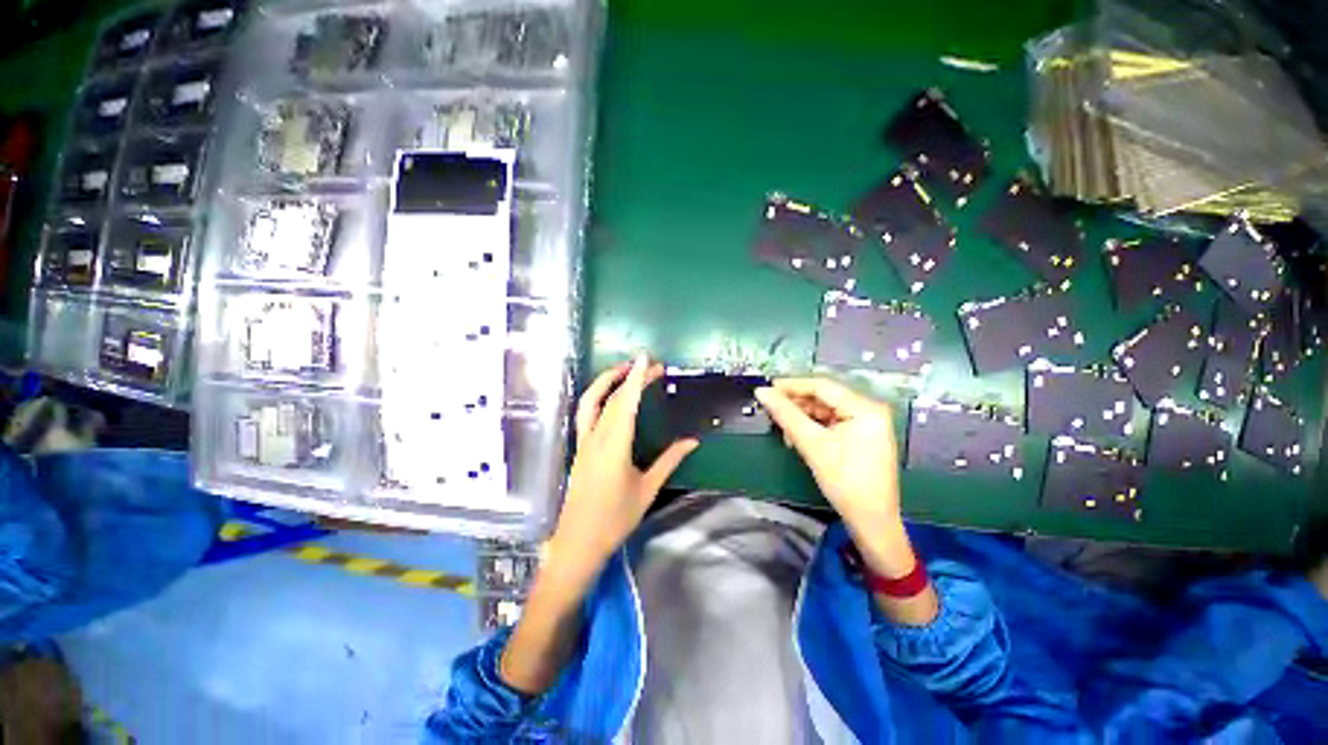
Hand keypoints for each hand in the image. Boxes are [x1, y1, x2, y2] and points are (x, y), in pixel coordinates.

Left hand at [549, 355, 698, 577]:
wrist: (578, 542)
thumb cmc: (615, 518)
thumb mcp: (647, 488)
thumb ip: (670, 460)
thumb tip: (693, 441)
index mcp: (614, 445)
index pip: (626, 402)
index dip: (636, 378)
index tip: (645, 359)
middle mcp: (595, 437)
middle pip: (611, 398)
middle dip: (629, 376)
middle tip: (649, 366)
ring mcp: (584, 442)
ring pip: (590, 402)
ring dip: (606, 382)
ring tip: (624, 371)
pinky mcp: (580, 448)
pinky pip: (586, 414)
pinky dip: (598, 397)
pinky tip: (610, 398)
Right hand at [756, 378, 910, 570]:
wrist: (871, 522)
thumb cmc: (845, 482)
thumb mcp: (812, 445)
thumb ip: (786, 414)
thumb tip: (762, 392)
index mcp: (866, 409)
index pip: (822, 386)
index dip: (792, 385)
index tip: (767, 389)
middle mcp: (870, 411)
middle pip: (824, 398)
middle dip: (796, 404)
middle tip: (771, 410)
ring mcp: (867, 424)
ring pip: (825, 411)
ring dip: (802, 417)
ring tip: (783, 429)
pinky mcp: (861, 436)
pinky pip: (831, 423)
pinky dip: (812, 427)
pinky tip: (797, 437)